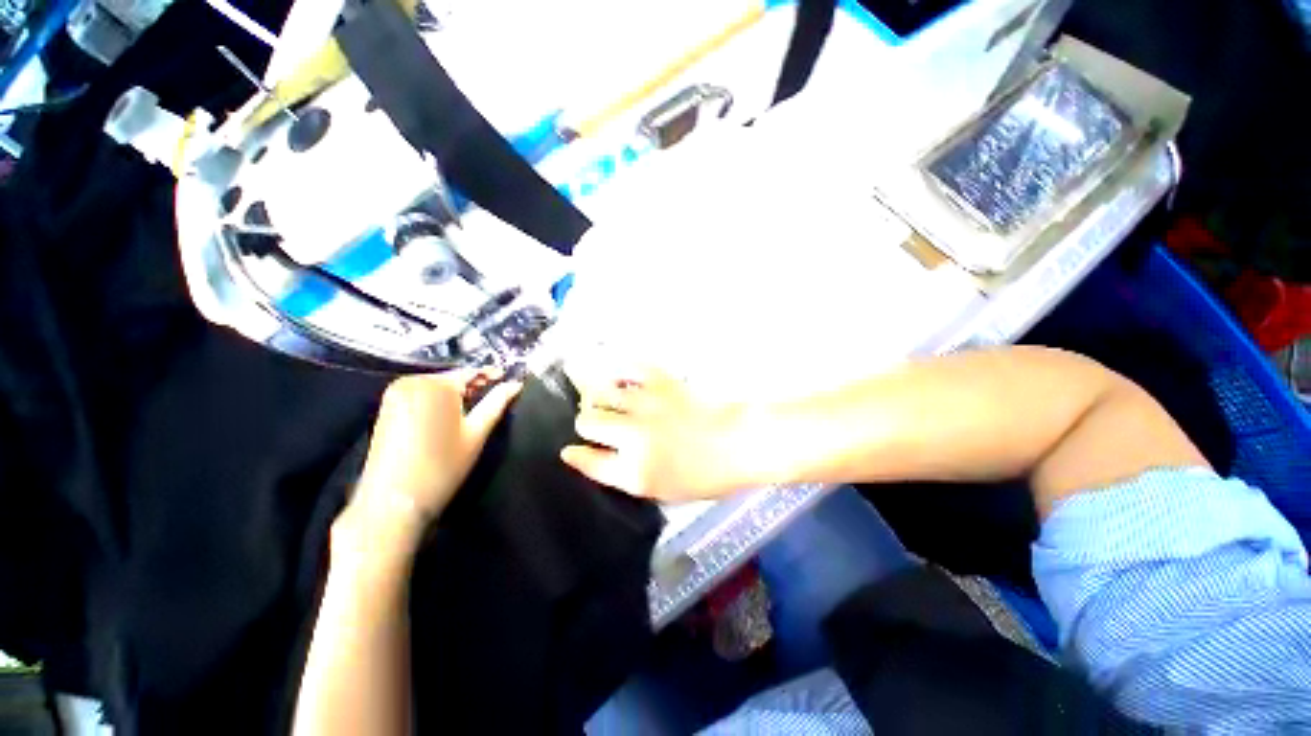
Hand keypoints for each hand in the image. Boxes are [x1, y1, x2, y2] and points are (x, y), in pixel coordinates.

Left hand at [346, 370, 520, 543]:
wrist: (393, 501)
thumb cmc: (442, 465)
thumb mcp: (476, 433)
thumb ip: (497, 403)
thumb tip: (515, 384)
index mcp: (436, 385)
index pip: (470, 372)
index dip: (491, 375)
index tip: (507, 379)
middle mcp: (412, 382)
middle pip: (452, 378)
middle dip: (472, 385)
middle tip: (493, 395)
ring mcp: (395, 394)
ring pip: (436, 386)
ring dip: (455, 394)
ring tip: (473, 406)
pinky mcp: (386, 408)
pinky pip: (420, 395)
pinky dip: (437, 401)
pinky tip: (449, 415)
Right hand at [561, 368, 756, 501]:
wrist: (739, 443)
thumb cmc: (704, 475)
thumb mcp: (660, 490)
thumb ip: (622, 474)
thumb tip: (587, 455)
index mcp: (635, 472)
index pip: (589, 461)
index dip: (576, 455)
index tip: (571, 450)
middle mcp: (633, 437)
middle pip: (587, 421)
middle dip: (587, 423)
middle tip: (599, 423)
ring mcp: (646, 405)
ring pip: (600, 392)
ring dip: (598, 396)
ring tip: (607, 397)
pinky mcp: (661, 382)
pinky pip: (627, 368)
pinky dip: (620, 372)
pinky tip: (623, 378)